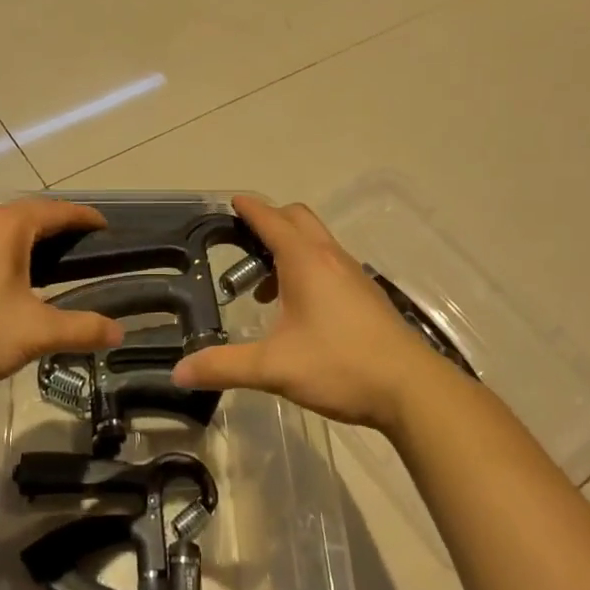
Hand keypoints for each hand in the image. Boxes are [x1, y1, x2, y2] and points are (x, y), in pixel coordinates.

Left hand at [0, 198, 124, 406]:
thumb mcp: (35, 333)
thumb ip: (82, 328)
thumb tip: (118, 332)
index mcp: (4, 227)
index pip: (55, 210)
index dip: (84, 217)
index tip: (106, 228)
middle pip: (27, 215)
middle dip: (57, 227)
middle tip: (84, 248)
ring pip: (0, 230)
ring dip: (28, 240)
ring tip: (51, 265)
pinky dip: (4, 253)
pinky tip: (7, 283)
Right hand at [172, 195, 457, 432]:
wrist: (410, 388)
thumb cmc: (340, 365)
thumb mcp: (274, 368)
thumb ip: (224, 366)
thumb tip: (179, 371)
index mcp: (306, 261)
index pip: (271, 219)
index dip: (249, 208)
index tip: (232, 201)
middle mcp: (331, 257)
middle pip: (298, 219)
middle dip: (270, 222)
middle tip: (244, 245)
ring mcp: (354, 275)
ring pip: (316, 242)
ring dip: (289, 250)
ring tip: (265, 290)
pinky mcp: (366, 295)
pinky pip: (330, 264)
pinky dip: (308, 269)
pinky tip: (300, 311)